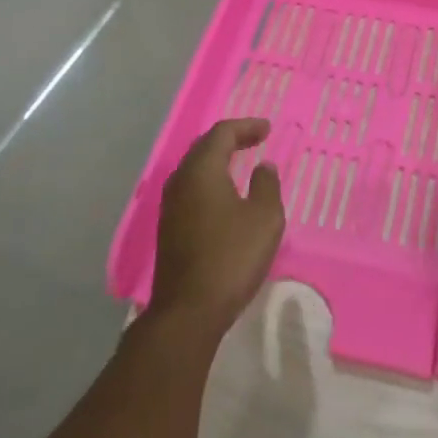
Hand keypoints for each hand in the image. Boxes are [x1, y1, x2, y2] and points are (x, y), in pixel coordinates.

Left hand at [148, 118, 284, 336]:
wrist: (189, 310)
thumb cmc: (231, 257)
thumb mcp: (264, 218)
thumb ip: (267, 185)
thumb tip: (263, 167)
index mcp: (202, 170)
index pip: (222, 134)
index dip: (246, 126)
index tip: (267, 128)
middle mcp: (180, 181)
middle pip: (204, 147)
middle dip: (230, 139)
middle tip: (255, 139)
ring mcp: (170, 206)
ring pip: (195, 169)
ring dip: (218, 160)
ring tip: (242, 162)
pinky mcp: (169, 227)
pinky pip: (191, 189)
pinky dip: (211, 180)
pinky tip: (225, 194)